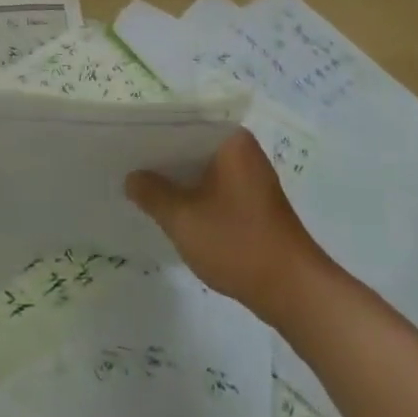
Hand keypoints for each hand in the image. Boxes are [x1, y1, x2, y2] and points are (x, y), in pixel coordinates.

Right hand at [127, 129, 323, 321]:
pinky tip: (171, 209)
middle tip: (124, 166)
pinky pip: (214, 186)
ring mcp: (251, 176)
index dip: (150, 135)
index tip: (122, 145)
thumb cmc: (238, 244)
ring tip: (140, 187)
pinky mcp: (253, 201)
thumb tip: (132, 177)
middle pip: (191, 146)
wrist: (294, 292)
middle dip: (161, 159)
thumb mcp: (184, 219)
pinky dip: (194, 195)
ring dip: (177, 179)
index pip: (181, 125)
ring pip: (202, 168)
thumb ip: (152, 193)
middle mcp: (243, 150)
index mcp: (230, 140)